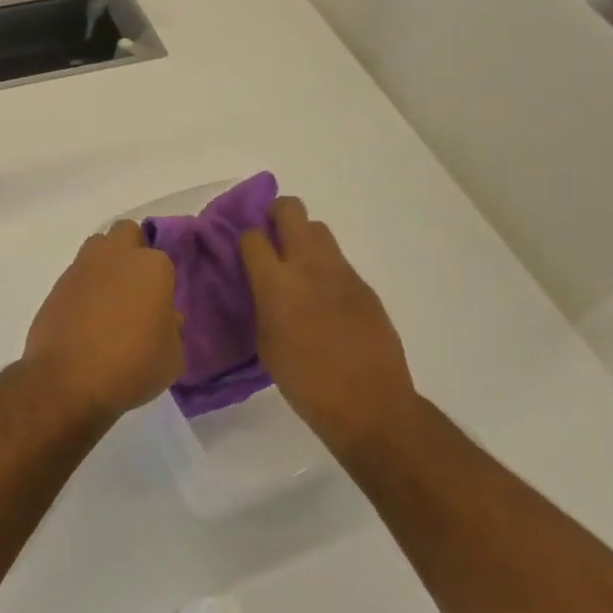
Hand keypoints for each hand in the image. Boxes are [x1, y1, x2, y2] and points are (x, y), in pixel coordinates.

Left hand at [22, 220, 181, 417]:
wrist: (68, 380)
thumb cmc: (132, 366)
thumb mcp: (171, 357)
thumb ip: (172, 330)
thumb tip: (164, 318)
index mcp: (151, 266)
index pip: (163, 260)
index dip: (162, 282)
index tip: (160, 307)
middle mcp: (115, 256)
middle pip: (126, 233)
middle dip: (132, 251)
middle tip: (136, 288)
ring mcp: (82, 268)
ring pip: (97, 248)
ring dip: (105, 265)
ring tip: (109, 302)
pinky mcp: (56, 286)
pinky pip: (76, 277)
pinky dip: (83, 289)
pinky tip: (85, 319)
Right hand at [238, 196, 416, 448]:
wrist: (368, 402)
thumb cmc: (304, 380)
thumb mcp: (265, 340)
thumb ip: (260, 301)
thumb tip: (261, 284)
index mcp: (276, 282)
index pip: (252, 235)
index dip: (245, 240)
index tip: (243, 253)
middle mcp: (308, 265)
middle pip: (290, 210)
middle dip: (275, 214)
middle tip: (269, 236)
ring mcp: (341, 271)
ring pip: (318, 228)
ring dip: (303, 237)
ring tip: (297, 265)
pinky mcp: (364, 284)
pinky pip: (338, 260)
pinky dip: (325, 266)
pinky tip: (323, 296)